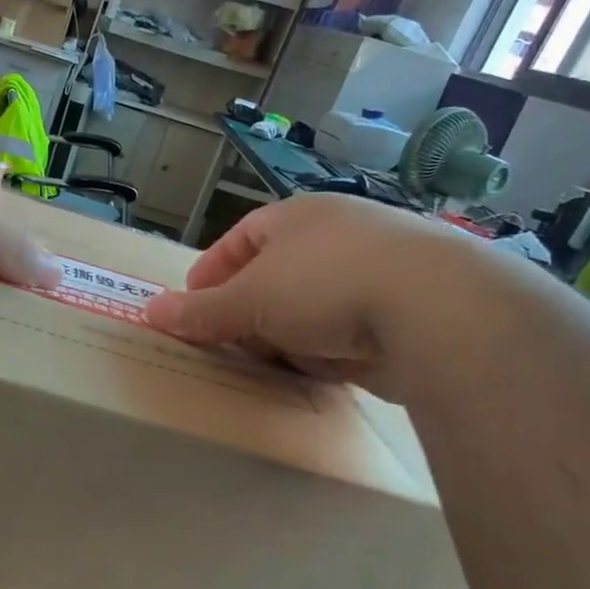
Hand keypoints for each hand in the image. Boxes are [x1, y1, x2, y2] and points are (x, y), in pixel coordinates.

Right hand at [143, 195, 498, 401]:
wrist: (439, 309)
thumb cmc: (325, 284)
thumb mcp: (249, 300)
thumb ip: (201, 311)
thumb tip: (150, 312)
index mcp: (299, 216)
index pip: (243, 237)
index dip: (213, 270)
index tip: (193, 305)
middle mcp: (341, 235)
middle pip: (278, 274)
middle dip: (250, 311)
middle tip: (229, 344)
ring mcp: (381, 270)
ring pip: (316, 306)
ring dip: (290, 335)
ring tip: (273, 365)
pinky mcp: (411, 311)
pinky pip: (352, 332)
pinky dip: (332, 351)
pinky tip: (324, 372)